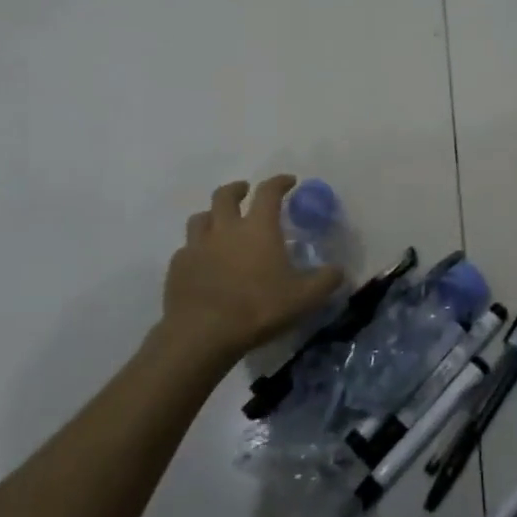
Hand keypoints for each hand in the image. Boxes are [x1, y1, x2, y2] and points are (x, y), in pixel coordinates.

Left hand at [155, 176, 343, 369]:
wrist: (202, 334)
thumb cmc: (258, 308)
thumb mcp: (305, 298)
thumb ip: (326, 280)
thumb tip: (338, 270)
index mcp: (258, 228)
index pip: (269, 192)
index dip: (280, 182)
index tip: (289, 181)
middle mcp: (225, 229)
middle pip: (224, 195)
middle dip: (237, 189)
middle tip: (245, 192)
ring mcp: (197, 246)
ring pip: (200, 218)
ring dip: (212, 215)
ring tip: (220, 224)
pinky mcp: (177, 267)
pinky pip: (186, 249)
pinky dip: (196, 248)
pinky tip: (203, 262)